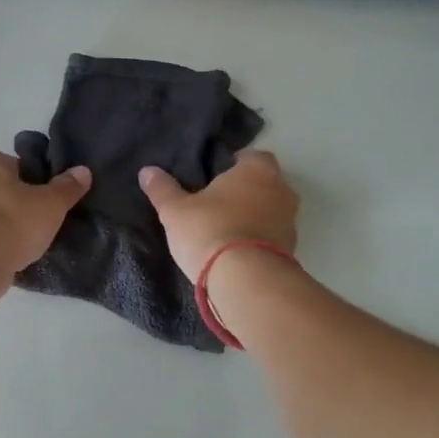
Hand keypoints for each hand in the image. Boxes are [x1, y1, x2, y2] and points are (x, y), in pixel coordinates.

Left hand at [0, 145, 90, 295]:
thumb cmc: (11, 221)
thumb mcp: (50, 204)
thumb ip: (67, 187)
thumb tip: (83, 171)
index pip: (12, 164)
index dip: (32, 182)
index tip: (43, 200)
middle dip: (13, 201)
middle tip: (36, 220)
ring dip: (0, 223)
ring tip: (24, 241)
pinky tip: (7, 254)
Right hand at [139, 150, 298, 279]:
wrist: (245, 281)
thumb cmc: (210, 231)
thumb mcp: (175, 210)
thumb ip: (162, 189)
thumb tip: (147, 170)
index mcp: (257, 169)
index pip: (250, 156)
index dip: (233, 165)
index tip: (213, 178)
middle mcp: (281, 189)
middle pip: (263, 183)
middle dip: (244, 191)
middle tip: (216, 204)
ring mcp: (290, 221)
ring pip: (270, 210)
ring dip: (253, 217)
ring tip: (224, 231)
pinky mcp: (291, 249)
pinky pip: (272, 236)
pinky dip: (258, 240)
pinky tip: (236, 252)